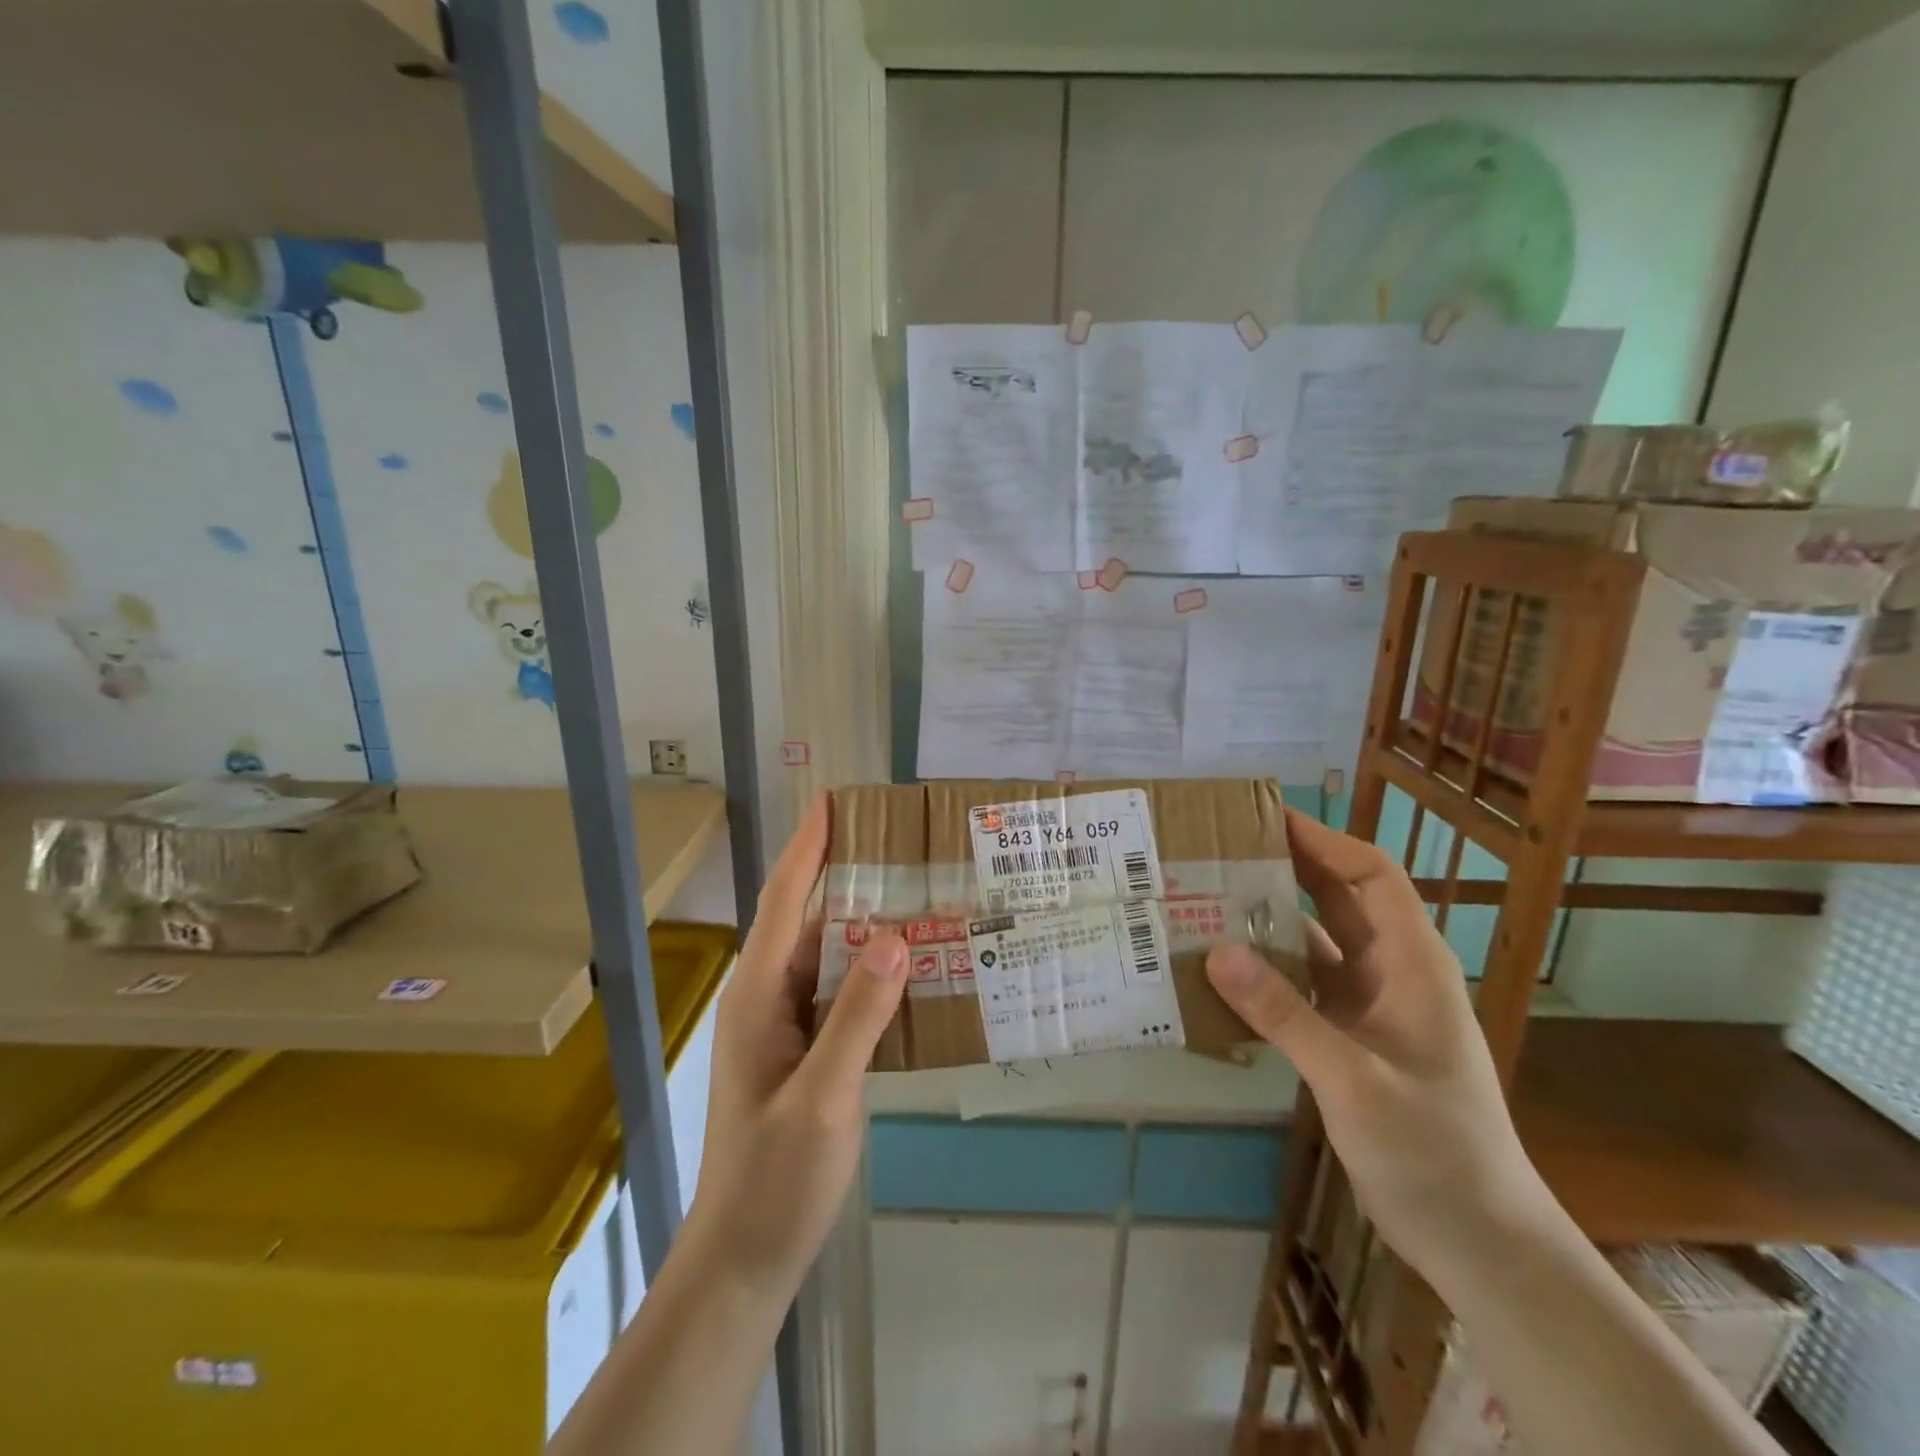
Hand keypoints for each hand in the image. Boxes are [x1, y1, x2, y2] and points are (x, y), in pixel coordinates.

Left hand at [682, 792, 910, 1308]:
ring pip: (828, 956)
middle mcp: (769, 998)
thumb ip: (857, 1016)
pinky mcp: (806, 1050)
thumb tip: (894, 937)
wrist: (745, 1257)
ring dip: (864, 922)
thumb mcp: (823, 1096)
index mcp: (759, 995)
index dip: (808, 847)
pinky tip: (912, 967)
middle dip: (846, 874)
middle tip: (899, 841)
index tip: (833, 801)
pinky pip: (841, 991)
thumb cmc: (775, 1177)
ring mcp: (786, 1026)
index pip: (782, 901)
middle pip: (807, 919)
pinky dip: (872, 970)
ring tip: (916, 891)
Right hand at [1205, 809, 1553, 1281]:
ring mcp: (1371, 1006)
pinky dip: (1267, 969)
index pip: (1371, 875)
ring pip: (1316, 941)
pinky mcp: (1351, 1037)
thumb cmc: (1432, 1151)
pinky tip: (1223, 968)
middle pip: (1339, 898)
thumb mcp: (1353, 1079)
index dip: (1324, 840)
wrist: (1479, 1241)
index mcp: (1412, 963)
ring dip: (1270, 918)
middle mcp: (1392, 972)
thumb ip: (1285, 1013)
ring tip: (1209, 898)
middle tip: (1220, 849)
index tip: (1265, 818)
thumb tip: (1215, 950)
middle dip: (1287, 867)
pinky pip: (1303, 984)